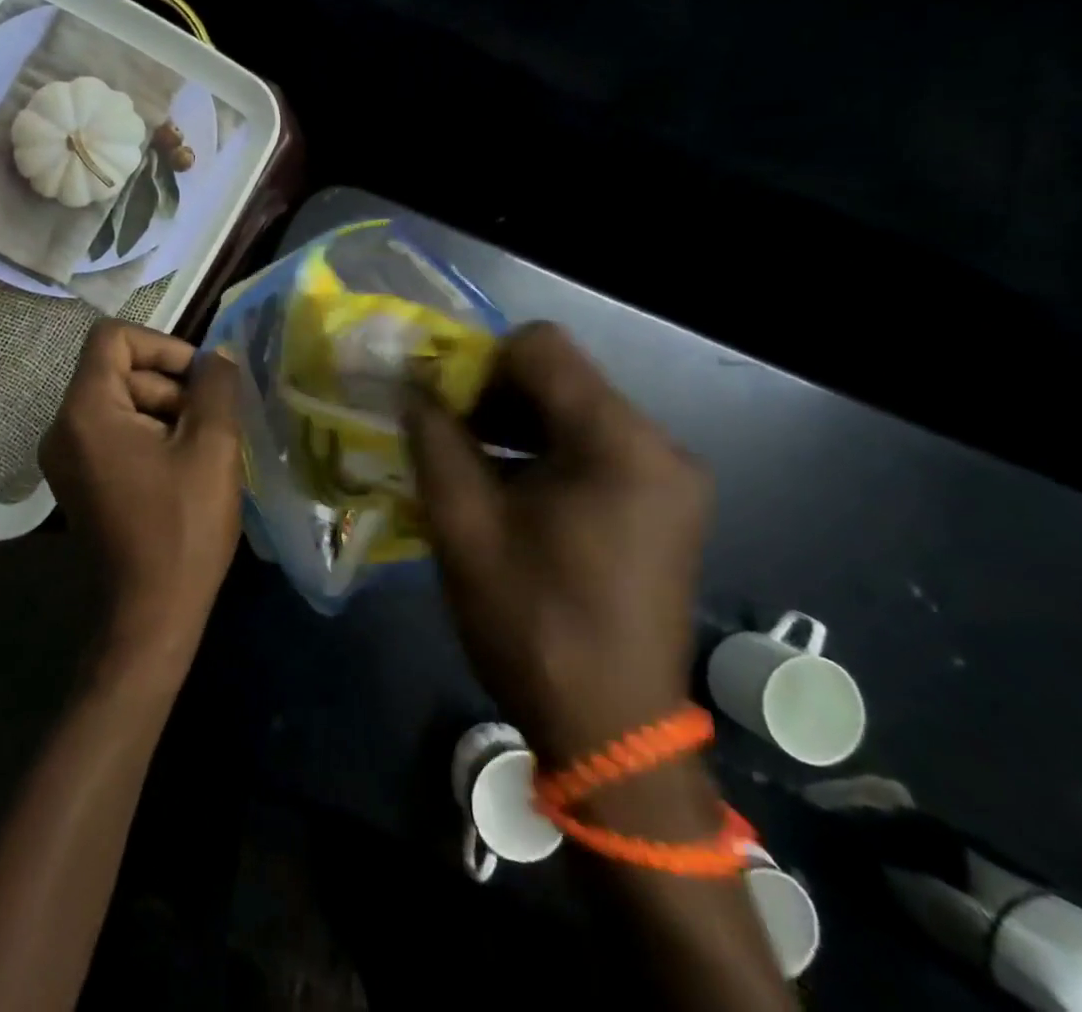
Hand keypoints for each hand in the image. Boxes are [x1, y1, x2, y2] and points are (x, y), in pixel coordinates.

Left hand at [41, 322, 244, 663]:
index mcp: (85, 412)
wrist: (149, 616)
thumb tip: (220, 356)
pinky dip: (152, 436)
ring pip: (122, 402)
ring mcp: (67, 457)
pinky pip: (116, 433)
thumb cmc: (182, 528)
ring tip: (203, 452)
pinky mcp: (80, 479)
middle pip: (120, 371)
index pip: (114, 337)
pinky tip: (185, 469)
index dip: (163, 346)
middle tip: (211, 426)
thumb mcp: (212, 448)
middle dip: (171, 387)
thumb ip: (217, 387)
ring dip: (168, 414)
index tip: (201, 380)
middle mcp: (63, 427)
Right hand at [406, 322, 709, 766]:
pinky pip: (596, 448)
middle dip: (494, 394)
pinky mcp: (665, 505)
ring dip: (517, 424)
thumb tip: (413, 386)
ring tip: (469, 462)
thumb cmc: (533, 626)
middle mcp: (659, 445)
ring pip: (577, 411)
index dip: (479, 361)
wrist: (612, 734)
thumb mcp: (464, 526)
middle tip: (444, 433)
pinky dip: (546, 453)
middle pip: (563, 377)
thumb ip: (434, 440)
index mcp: (619, 443)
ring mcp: (669, 477)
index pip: (541, 347)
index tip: (440, 404)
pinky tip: (510, 490)